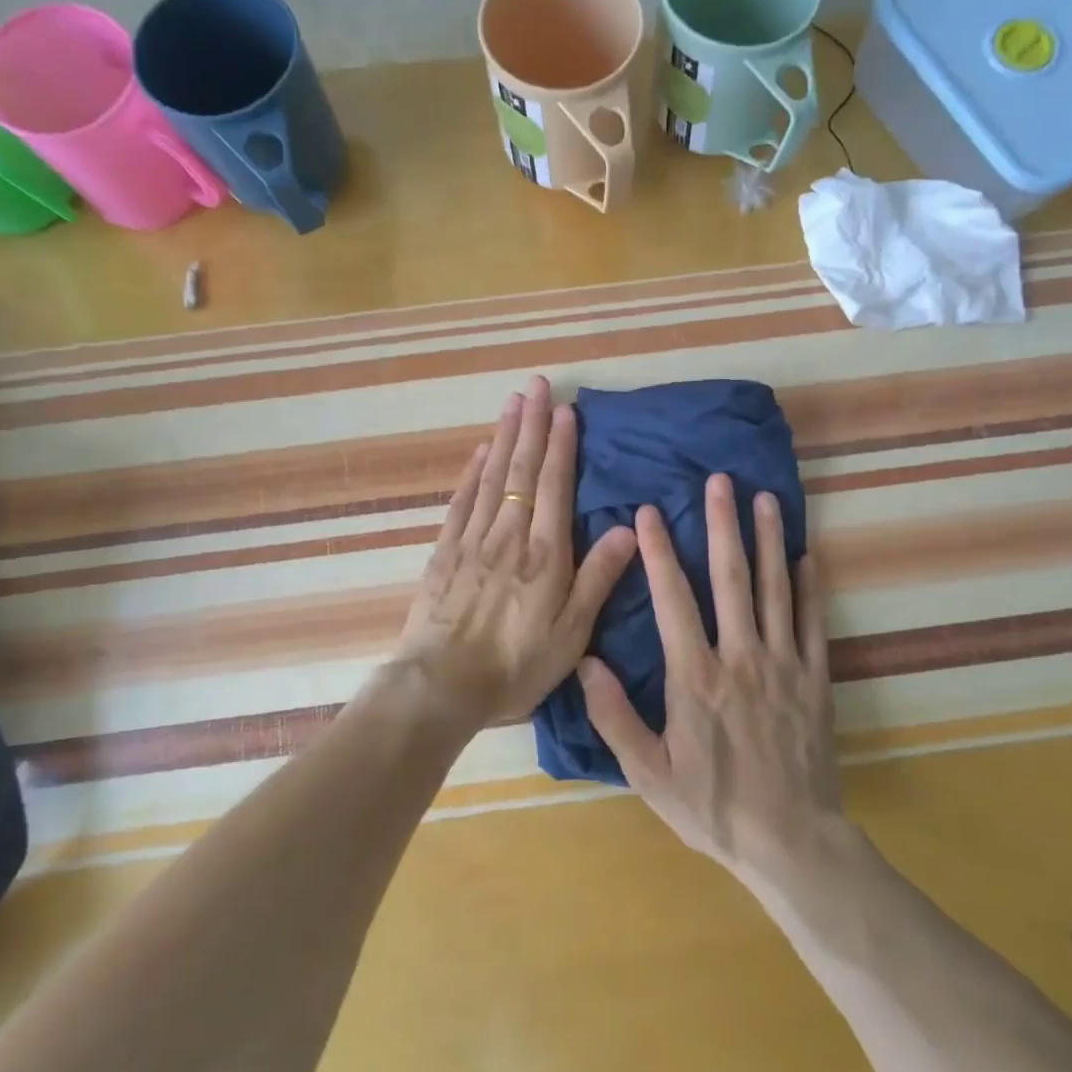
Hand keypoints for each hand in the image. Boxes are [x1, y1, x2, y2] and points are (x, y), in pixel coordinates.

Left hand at [392, 376, 637, 732]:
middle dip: (532, 425)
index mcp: (543, 555)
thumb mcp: (570, 634)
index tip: (566, 410)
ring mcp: (472, 541)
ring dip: (504, 437)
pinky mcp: (444, 553)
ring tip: (512, 402)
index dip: (561, 446)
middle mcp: (508, 536)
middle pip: (521, 470)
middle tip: (537, 384)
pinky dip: (472, 473)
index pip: (554, 486)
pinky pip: (461, 502)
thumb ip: (597, 579)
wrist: (441, 687)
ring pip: (491, 477)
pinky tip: (479, 452)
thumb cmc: (515, 666)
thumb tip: (629, 529)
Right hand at [579, 473, 841, 875]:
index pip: (673, 600)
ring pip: (775, 590)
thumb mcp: (649, 774)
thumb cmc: (712, 807)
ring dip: (770, 541)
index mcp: (695, 677)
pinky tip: (807, 555)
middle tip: (719, 481)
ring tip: (766, 499)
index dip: (658, 552)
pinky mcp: (815, 679)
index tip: (650, 512)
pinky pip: (813, 623)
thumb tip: (586, 662)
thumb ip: (615, 717)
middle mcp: (740, 657)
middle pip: (730, 579)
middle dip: (722, 525)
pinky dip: (810, 587)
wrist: (790, 841)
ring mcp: (783, 665)